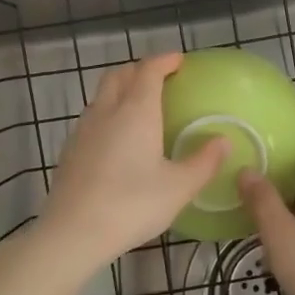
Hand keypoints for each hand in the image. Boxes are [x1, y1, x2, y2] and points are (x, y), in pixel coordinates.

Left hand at [31, 53, 226, 274]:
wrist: (72, 233)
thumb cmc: (131, 205)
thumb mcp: (178, 188)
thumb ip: (204, 162)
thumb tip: (223, 141)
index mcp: (136, 112)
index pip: (148, 70)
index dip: (164, 60)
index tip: (179, 60)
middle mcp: (107, 111)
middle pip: (119, 75)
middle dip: (139, 69)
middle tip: (159, 77)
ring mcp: (83, 130)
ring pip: (102, 95)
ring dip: (121, 90)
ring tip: (139, 106)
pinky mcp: (70, 150)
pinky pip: (92, 118)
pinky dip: (108, 114)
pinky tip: (117, 139)